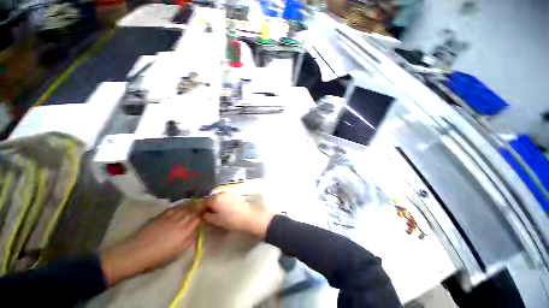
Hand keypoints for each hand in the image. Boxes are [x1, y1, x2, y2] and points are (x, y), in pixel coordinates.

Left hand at [101, 205, 200, 285]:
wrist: (136, 252)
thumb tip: (196, 233)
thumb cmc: (158, 257)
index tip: (208, 214)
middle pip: (193, 210)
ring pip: (185, 206)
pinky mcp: (161, 215)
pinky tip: (183, 205)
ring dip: (192, 203)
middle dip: (200, 206)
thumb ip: (189, 241)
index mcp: (185, 230)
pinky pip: (175, 207)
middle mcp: (180, 220)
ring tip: (197, 201)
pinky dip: (181, 205)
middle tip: (205, 204)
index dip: (204, 215)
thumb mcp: (177, 253)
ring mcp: (170, 216)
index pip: (199, 218)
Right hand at [203, 192, 273, 238]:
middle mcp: (221, 193)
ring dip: (213, 203)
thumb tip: (202, 214)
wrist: (247, 217)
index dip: (197, 208)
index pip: (202, 202)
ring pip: (216, 197)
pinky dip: (219, 201)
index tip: (194, 213)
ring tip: (212, 211)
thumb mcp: (216, 220)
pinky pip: (223, 197)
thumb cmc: (231, 220)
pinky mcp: (234, 194)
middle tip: (203, 213)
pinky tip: (220, 207)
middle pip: (209, 198)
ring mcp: (228, 192)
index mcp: (215, 198)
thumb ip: (206, 216)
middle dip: (205, 205)